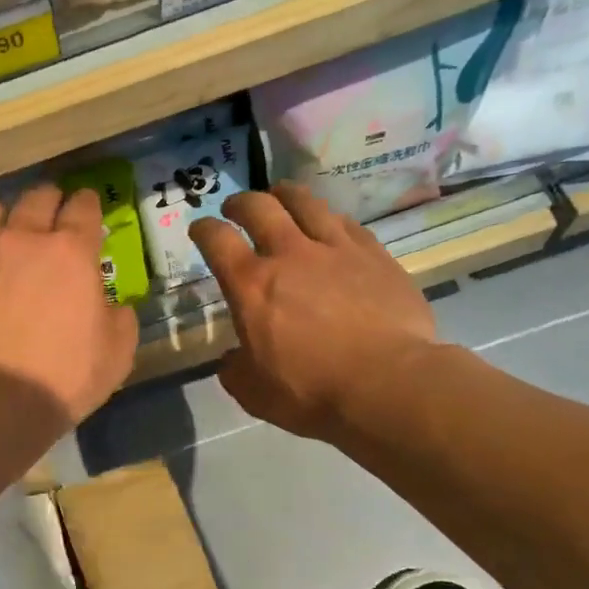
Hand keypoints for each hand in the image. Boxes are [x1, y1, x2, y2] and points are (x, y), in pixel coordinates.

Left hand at [0, 185, 137, 425]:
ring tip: (1, 231)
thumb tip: (113, 307)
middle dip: (48, 201)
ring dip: (1, 217)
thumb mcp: (115, 357)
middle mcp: (20, 239)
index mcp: (70, 253)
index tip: (87, 207)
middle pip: (35, 198)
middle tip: (50, 213)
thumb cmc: (58, 381)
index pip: (83, 208)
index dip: (87, 204)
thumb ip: (119, 321)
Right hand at [189, 183, 442, 438]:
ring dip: (285, 195)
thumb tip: (233, 359)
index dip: (203, 229)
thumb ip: (236, 370)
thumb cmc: (311, 392)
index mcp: (251, 286)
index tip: (200, 229)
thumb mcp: (254, 393)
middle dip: (241, 203)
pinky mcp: (374, 254)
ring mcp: (335, 249)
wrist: (388, 384)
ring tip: (281, 197)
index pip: (217, 240)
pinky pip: (345, 222)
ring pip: (305, 202)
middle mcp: (289, 255)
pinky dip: (328, 219)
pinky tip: (329, 224)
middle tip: (236, 209)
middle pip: (259, 207)